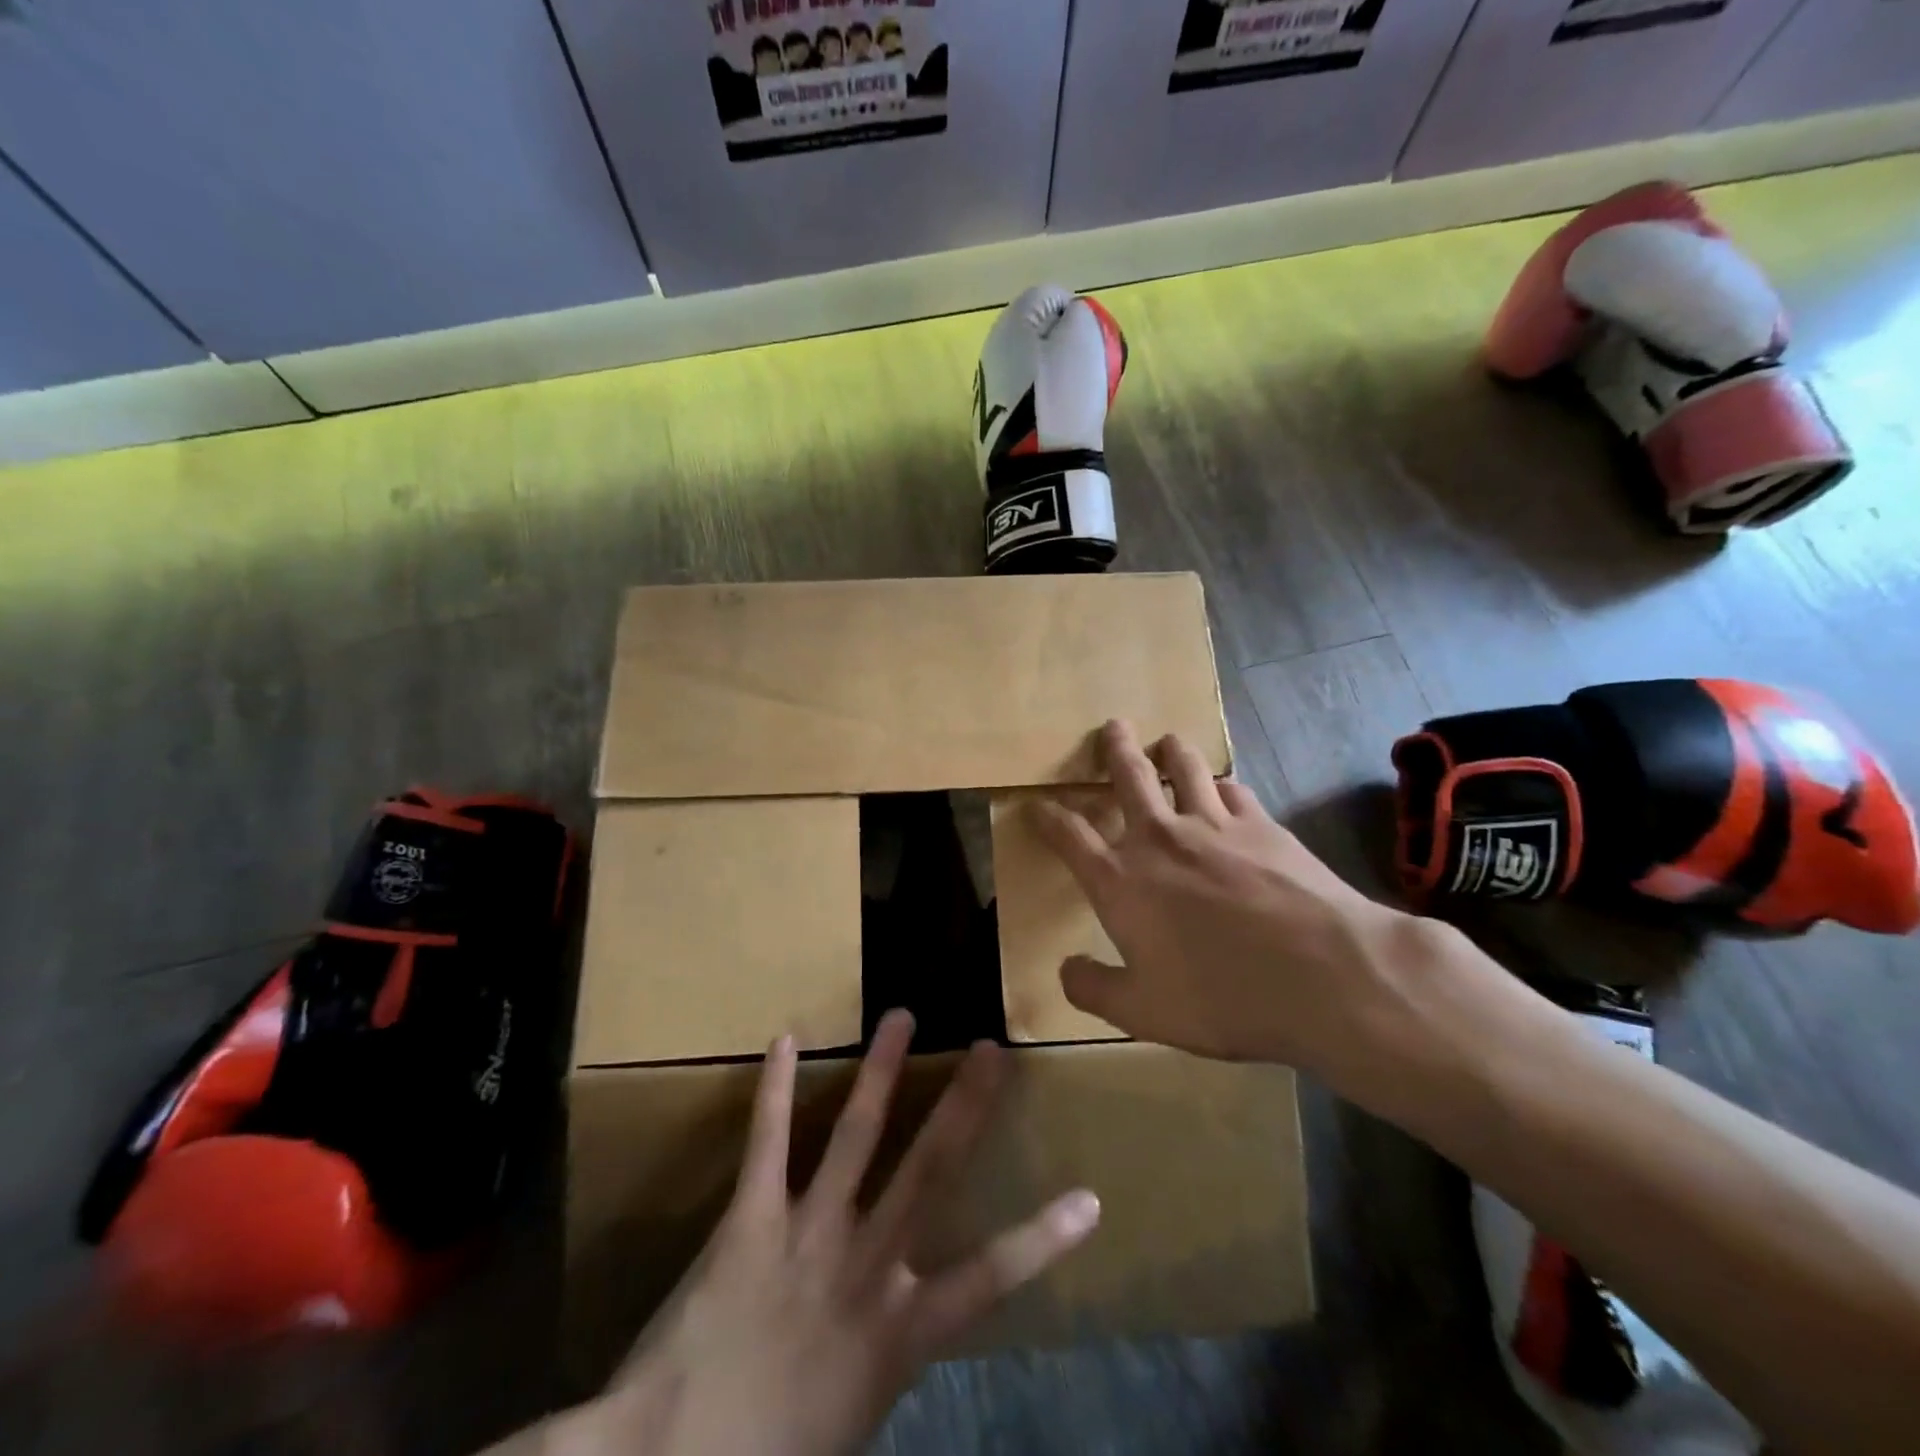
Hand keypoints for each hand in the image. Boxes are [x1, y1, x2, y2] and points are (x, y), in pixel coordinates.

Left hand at [567, 1012, 1099, 1455]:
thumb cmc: (773, 1453)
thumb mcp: (849, 1415)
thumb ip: (878, 1359)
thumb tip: (903, 1321)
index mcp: (899, 1327)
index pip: (990, 1279)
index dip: (1044, 1239)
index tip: (1089, 1197)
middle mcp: (865, 1263)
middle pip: (930, 1169)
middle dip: (965, 1106)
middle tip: (991, 1048)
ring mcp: (808, 1233)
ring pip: (859, 1134)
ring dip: (882, 1070)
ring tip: (901, 1014)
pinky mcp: (751, 1218)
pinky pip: (768, 1143)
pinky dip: (777, 1089)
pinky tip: (785, 1039)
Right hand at [1033, 719, 1462, 1093]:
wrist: (1323, 975)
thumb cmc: (1221, 997)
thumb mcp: (1142, 1012)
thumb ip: (1094, 989)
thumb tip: (1066, 969)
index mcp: (1121, 880)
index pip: (1070, 837)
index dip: (1049, 818)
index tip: (1037, 804)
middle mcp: (1160, 838)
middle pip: (1129, 778)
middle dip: (1114, 750)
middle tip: (1112, 727)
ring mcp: (1214, 824)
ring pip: (1185, 768)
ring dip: (1171, 750)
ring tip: (1167, 741)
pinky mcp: (1262, 825)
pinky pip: (1234, 788)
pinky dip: (1221, 782)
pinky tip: (1224, 786)